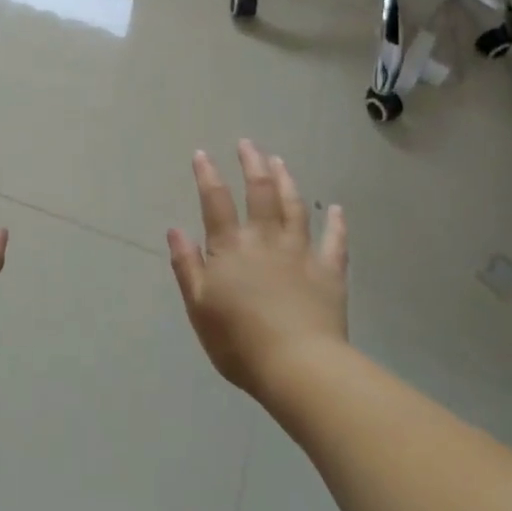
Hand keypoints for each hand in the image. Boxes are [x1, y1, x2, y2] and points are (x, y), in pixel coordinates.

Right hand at [167, 141, 348, 396]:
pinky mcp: (329, 272)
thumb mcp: (199, 306)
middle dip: (252, 164)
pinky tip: (337, 209)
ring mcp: (301, 252)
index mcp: (231, 248)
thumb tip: (175, 229)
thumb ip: (187, 265)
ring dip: (286, 181)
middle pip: (259, 192)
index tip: (203, 154)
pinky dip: (337, 223)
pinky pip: (335, 241)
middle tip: (248, 144)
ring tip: (280, 162)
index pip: (216, 201)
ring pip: (295, 207)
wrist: (298, 366)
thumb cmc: (238, 341)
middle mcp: (266, 240)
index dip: (208, 175)